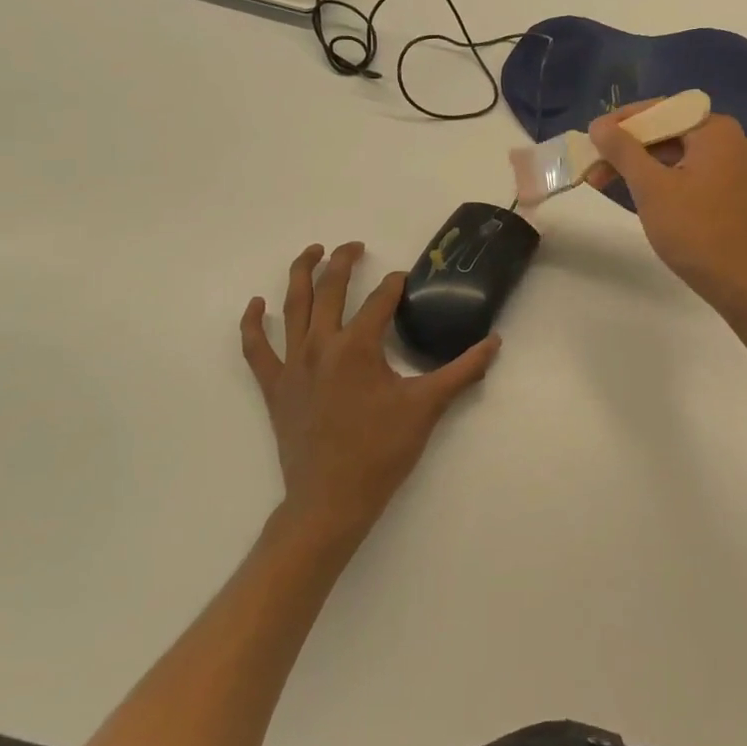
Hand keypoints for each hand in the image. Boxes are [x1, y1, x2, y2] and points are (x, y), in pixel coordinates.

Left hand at [240, 242, 500, 544]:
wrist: (331, 499)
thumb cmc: (381, 451)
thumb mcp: (427, 407)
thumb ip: (462, 371)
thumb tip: (494, 343)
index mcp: (358, 346)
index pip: (380, 299)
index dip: (395, 285)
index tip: (405, 280)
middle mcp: (321, 345)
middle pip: (330, 289)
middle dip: (343, 261)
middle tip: (355, 246)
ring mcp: (292, 365)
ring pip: (292, 307)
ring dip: (300, 274)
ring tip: (311, 252)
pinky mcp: (274, 386)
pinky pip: (256, 348)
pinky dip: (253, 323)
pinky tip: (256, 304)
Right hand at [588, 106, 746, 319]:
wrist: (739, 281)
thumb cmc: (694, 230)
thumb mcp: (651, 187)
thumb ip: (623, 150)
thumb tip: (598, 125)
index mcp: (716, 130)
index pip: (661, 110)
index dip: (622, 122)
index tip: (591, 137)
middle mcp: (730, 140)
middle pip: (668, 131)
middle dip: (628, 147)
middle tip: (593, 164)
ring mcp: (733, 166)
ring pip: (677, 153)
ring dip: (640, 165)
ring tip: (603, 181)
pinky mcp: (730, 190)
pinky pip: (689, 171)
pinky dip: (662, 178)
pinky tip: (636, 191)